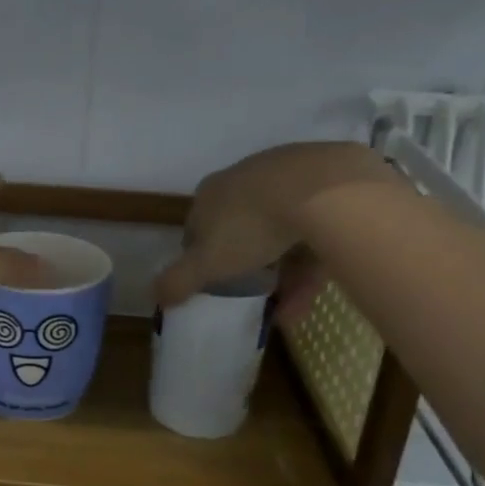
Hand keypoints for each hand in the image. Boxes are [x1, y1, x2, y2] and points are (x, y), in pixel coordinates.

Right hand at [154, 142, 395, 310]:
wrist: (324, 190)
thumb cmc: (252, 226)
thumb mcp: (206, 262)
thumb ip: (178, 280)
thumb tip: (154, 295)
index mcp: (212, 192)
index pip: (199, 226)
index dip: (204, 257)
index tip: (215, 283)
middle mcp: (246, 178)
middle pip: (243, 229)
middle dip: (250, 266)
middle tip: (258, 294)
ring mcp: (289, 176)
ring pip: (284, 232)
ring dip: (286, 273)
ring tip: (292, 309)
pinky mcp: (330, 184)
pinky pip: (318, 228)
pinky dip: (314, 260)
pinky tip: (318, 289)